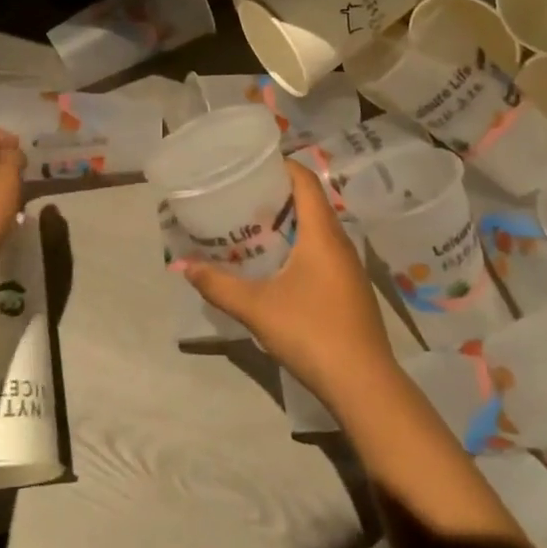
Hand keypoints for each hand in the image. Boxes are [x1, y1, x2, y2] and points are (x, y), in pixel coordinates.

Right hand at [177, 160, 397, 407]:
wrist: (364, 384)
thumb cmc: (311, 332)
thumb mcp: (257, 308)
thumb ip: (218, 285)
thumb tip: (183, 266)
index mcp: (322, 233)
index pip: (306, 180)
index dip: (281, 165)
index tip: (252, 163)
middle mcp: (340, 241)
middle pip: (311, 201)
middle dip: (278, 194)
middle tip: (242, 195)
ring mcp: (349, 267)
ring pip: (318, 228)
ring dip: (289, 221)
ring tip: (253, 226)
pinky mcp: (350, 289)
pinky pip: (323, 250)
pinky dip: (300, 244)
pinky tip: (277, 265)